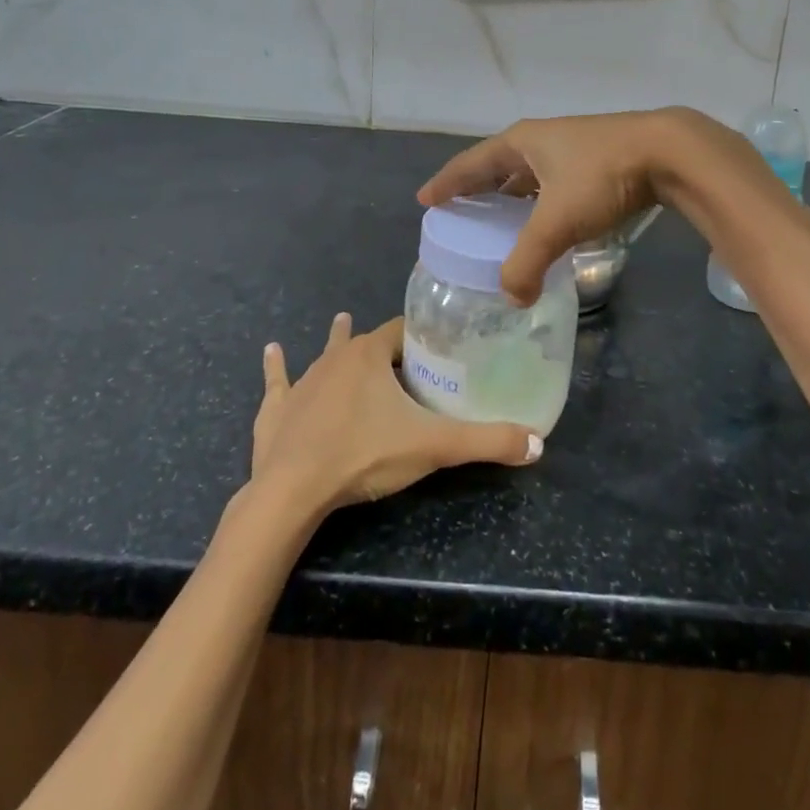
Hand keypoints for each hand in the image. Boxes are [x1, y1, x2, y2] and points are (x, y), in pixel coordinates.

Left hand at [251, 314, 540, 514]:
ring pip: (325, 354)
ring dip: (335, 341)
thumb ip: (486, 442)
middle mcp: (335, 358)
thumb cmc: (364, 455)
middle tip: (402, 355)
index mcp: (370, 355)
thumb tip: (537, 444)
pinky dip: (276, 368)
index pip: (401, 333)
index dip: (420, 338)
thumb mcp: (433, 447)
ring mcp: (302, 381)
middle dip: (384, 345)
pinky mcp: (276, 409)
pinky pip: (278, 381)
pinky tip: (271, 350)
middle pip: (366, 342)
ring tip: (340, 319)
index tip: (435, 345)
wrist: (292, 490)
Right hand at [417, 108, 758, 304]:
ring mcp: (571, 148)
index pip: (471, 164)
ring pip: (529, 175)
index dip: (447, 183)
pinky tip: (546, 222)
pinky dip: (541, 203)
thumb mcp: (558, 220)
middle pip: (498, 166)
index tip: (425, 200)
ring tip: (498, 222)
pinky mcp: (597, 161)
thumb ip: (529, 261)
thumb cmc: (602, 177)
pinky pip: (554, 184)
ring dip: (511, 196)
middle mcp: (542, 140)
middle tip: (459, 213)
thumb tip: (512, 297)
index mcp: (521, 143)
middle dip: (478, 189)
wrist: (669, 153)